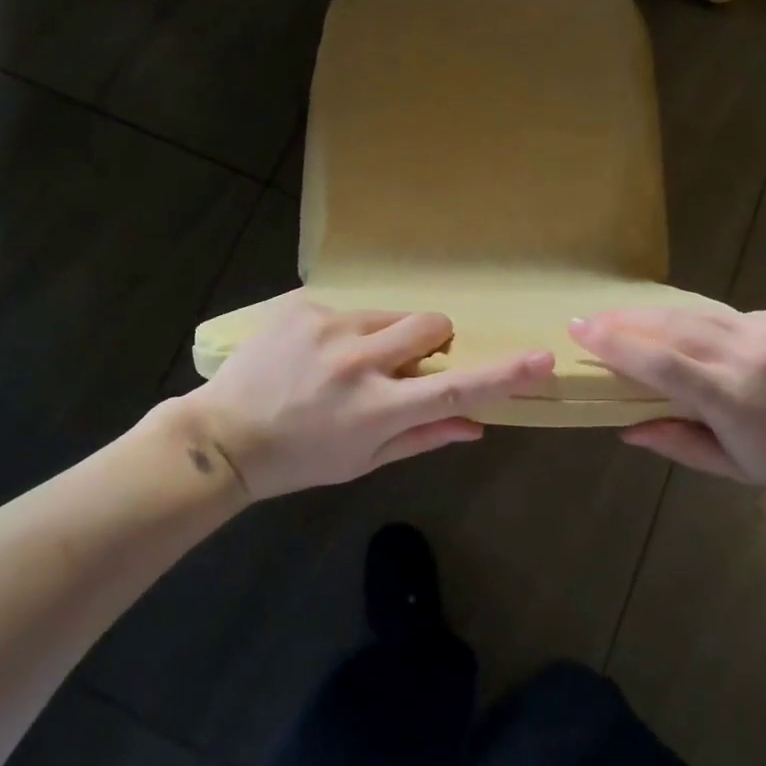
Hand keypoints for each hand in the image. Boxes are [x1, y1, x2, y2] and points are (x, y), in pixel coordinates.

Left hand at [183, 299, 554, 498]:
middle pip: (432, 323)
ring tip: (347, 362)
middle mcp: (358, 361)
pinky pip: (350, 308)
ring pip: (391, 314)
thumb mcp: (363, 460)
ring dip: (386, 336)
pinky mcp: (304, 305)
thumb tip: (477, 426)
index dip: (503, 374)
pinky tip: (313, 353)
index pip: (455, 388)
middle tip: (405, 363)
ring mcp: (329, 326)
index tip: (542, 358)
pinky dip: (346, 330)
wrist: (223, 435)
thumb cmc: (299, 459)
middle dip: (433, 339)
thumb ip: (423, 437)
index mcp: (377, 409)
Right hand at [568, 306, 765, 504]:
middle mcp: (751, 353)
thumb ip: (677, 442)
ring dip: (653, 314)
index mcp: (736, 397)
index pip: (661, 362)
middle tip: (589, 319)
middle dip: (624, 320)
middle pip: (671, 326)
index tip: (579, 330)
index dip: (615, 344)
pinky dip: (696, 319)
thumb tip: (624, 429)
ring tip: (619, 316)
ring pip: (695, 311)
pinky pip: (726, 313)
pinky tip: (680, 327)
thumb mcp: (735, 469)